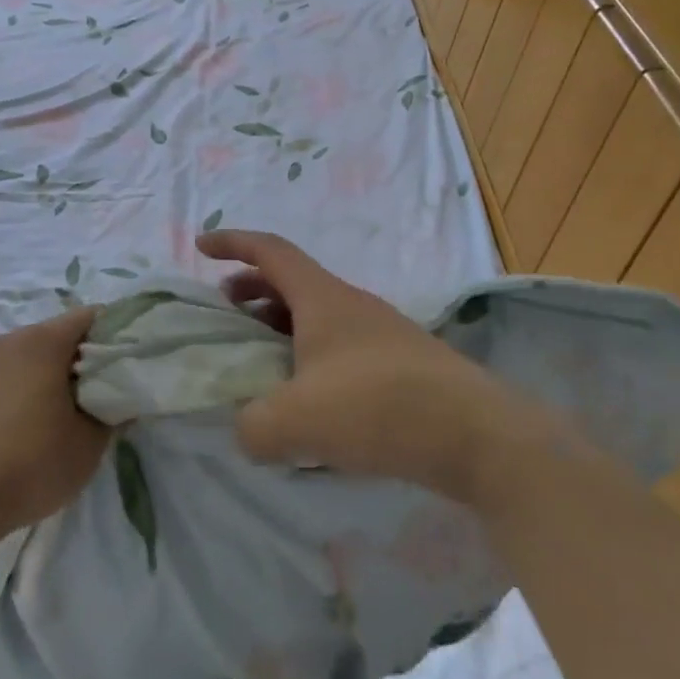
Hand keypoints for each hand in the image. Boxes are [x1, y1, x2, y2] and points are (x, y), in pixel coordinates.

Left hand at [0, 307, 108, 538]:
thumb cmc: (33, 462)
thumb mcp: (90, 440)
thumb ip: (115, 408)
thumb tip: (124, 395)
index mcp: (43, 339)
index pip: (93, 316)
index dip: (119, 334)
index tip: (134, 362)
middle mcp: (15, 338)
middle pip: (65, 332)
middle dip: (92, 355)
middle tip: (112, 389)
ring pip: (41, 352)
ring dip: (64, 371)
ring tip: (81, 408)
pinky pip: (20, 370)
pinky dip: (39, 383)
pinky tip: (46, 419)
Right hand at [200, 231, 540, 502]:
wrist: (478, 435)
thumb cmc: (378, 407)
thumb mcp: (296, 421)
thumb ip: (253, 426)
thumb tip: (247, 430)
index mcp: (321, 298)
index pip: (269, 250)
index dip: (232, 243)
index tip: (201, 246)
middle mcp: (350, 304)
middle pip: (292, 280)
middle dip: (252, 289)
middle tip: (226, 312)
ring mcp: (380, 333)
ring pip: (318, 315)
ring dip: (282, 325)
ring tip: (262, 359)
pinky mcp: (401, 365)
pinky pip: (340, 346)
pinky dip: (311, 356)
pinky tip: (309, 399)